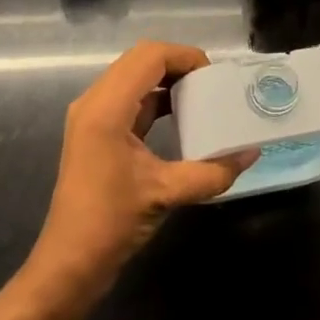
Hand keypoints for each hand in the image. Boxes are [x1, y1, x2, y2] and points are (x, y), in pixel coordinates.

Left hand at [27, 41, 255, 308]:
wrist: (69, 263)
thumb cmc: (112, 223)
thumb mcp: (167, 193)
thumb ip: (212, 172)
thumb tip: (251, 154)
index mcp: (106, 107)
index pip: (149, 56)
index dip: (184, 56)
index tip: (213, 77)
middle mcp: (94, 102)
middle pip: (139, 59)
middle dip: (178, 64)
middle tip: (210, 84)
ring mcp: (92, 116)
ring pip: (133, 76)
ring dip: (166, 79)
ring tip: (200, 96)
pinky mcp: (96, 132)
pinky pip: (129, 98)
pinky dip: (155, 97)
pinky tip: (180, 116)